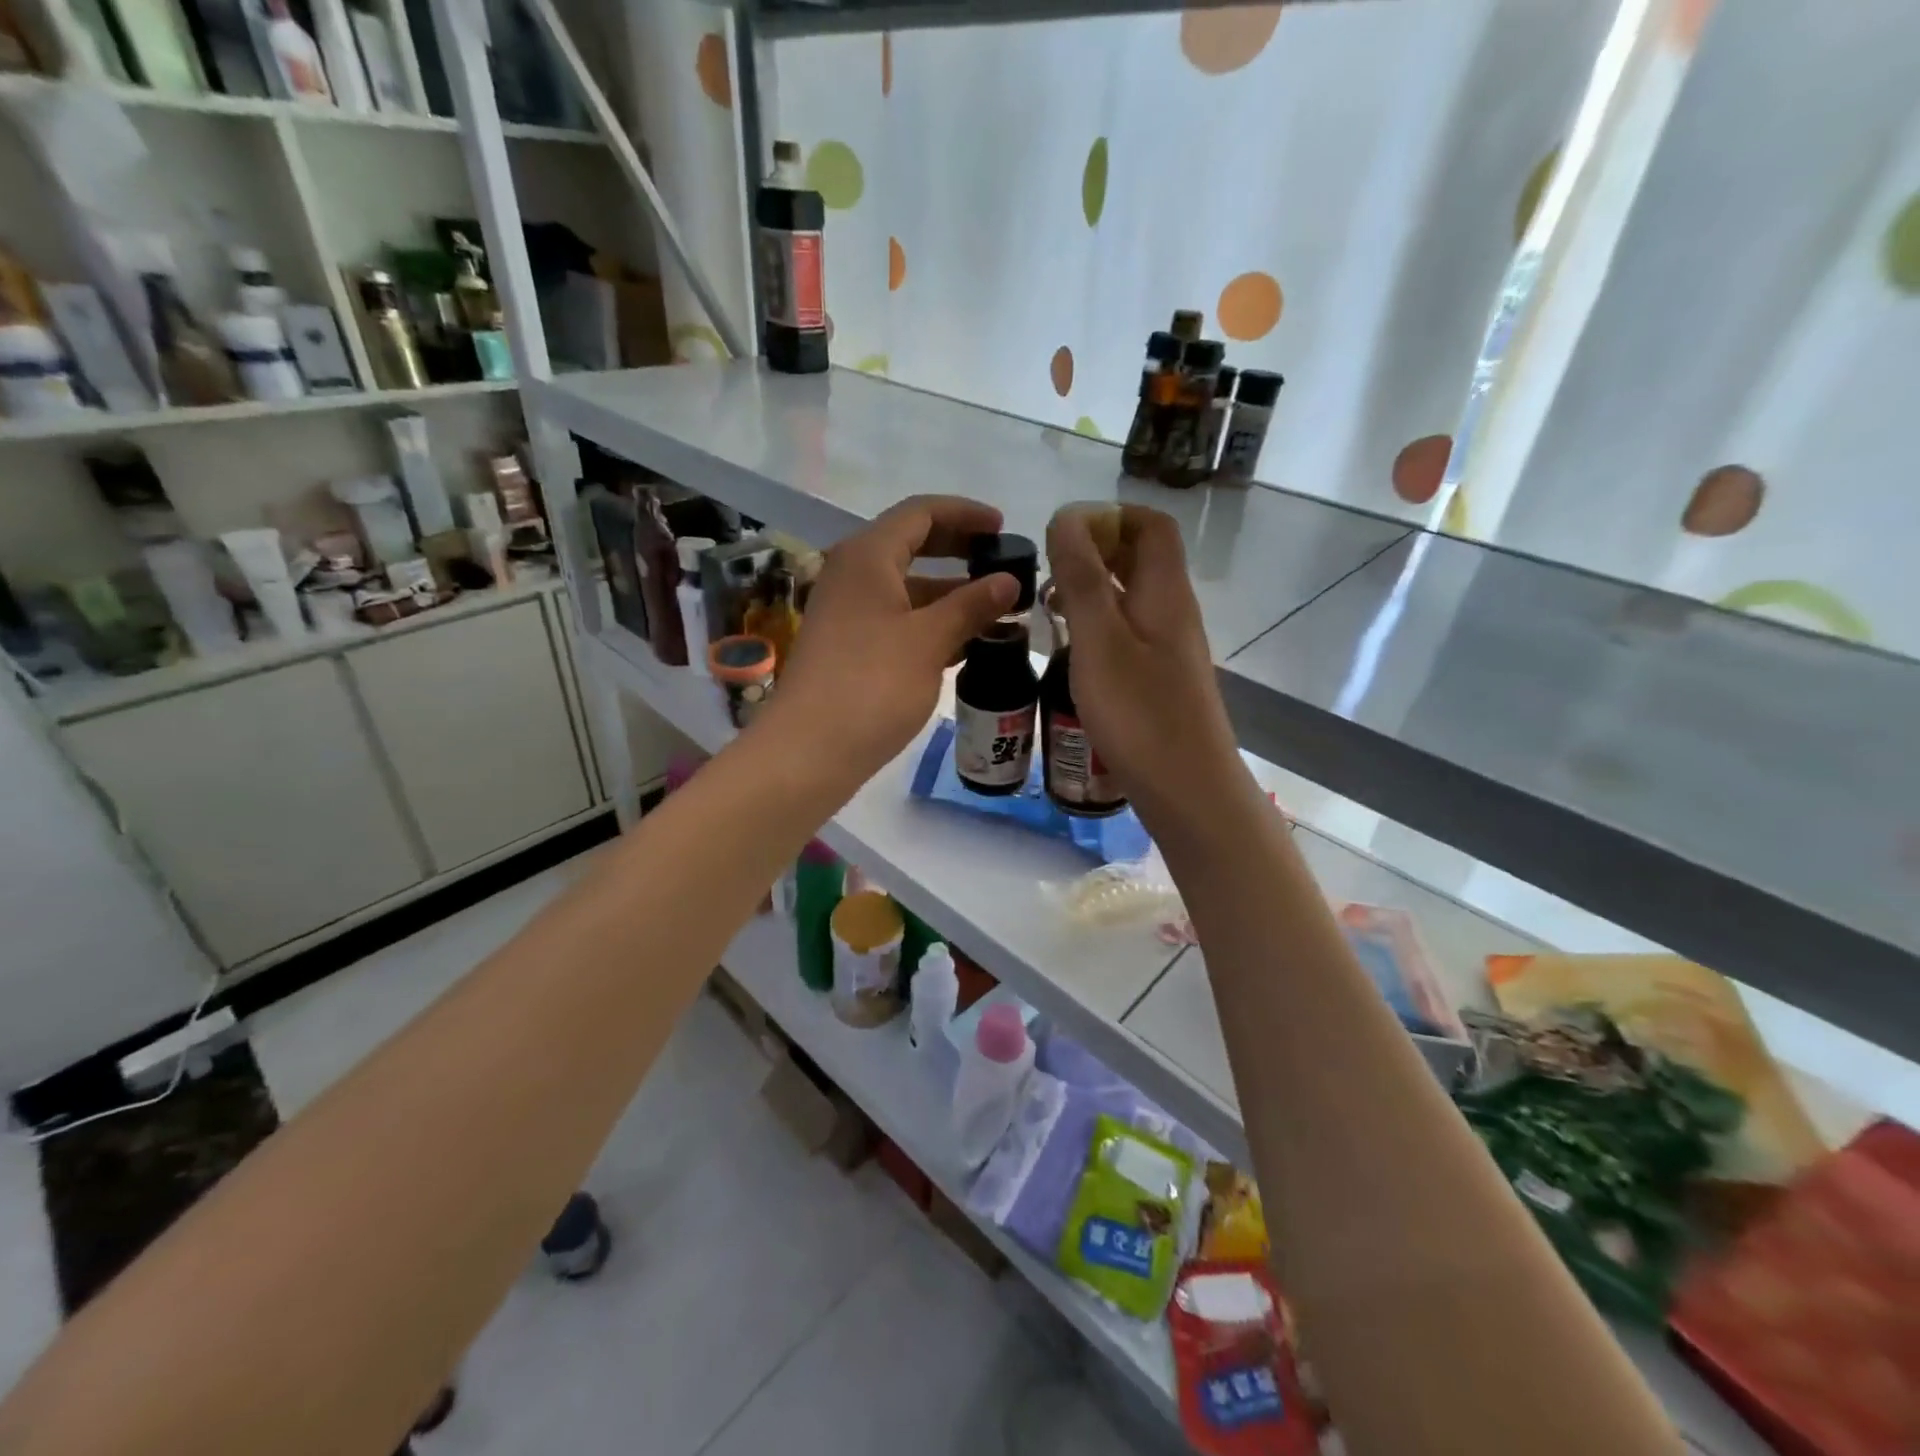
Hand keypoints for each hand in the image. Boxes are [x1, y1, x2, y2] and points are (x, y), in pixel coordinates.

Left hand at [758, 495, 1016, 785]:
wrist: (810, 750)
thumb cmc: (873, 685)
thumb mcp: (929, 641)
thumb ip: (971, 605)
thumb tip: (1009, 580)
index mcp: (867, 556)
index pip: (921, 512)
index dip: (965, 514)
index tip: (1003, 528)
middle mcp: (852, 574)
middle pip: (911, 545)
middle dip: (958, 551)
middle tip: (1001, 565)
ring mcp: (847, 612)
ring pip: (905, 587)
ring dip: (948, 593)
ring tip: (995, 609)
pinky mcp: (848, 646)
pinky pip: (896, 618)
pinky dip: (929, 622)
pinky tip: (963, 643)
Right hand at [1046, 503, 1250, 836]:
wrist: (1187, 789)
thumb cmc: (1140, 714)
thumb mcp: (1100, 641)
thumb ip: (1082, 579)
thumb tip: (1067, 517)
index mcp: (1164, 592)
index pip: (1150, 525)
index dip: (1109, 517)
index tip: (1063, 535)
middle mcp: (1173, 612)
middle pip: (1140, 559)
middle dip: (1093, 553)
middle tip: (1047, 572)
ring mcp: (1168, 649)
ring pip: (1130, 599)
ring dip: (1092, 592)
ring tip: (1048, 609)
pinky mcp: (1159, 680)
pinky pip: (1128, 634)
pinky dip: (1098, 628)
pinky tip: (1070, 653)